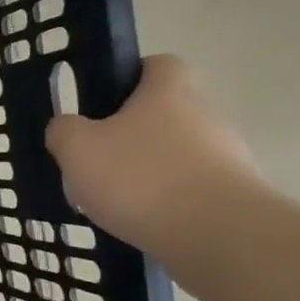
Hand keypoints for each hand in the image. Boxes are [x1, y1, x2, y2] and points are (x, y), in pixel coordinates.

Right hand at [44, 55, 261, 252]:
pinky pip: (188, 188)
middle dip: (131, 132)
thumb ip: (63, 130)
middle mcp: (205, 114)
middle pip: (165, 112)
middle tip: (95, 156)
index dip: (129, 76)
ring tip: (111, 197)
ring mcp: (227, 156)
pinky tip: (138, 220)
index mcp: (168, 91)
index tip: (101, 102)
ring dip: (147, 169)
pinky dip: (164, 200)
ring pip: (175, 152)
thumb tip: (67, 127)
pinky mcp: (235, 195)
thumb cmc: (141, 176)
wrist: (219, 236)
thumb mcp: (77, 147)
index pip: (157, 64)